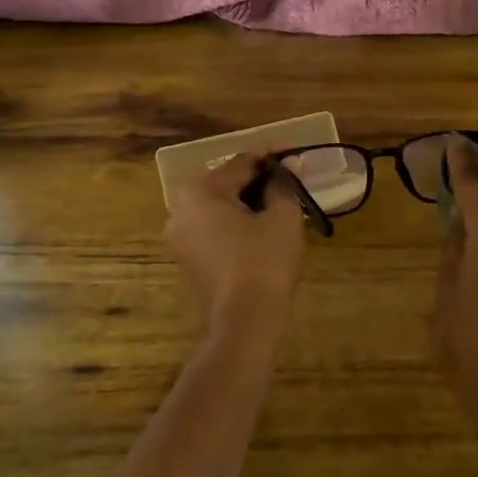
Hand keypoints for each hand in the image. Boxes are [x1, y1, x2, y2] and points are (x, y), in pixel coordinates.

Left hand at [165, 151, 305, 349]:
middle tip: (292, 177)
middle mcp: (181, 209)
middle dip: (261, 179)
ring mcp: (181, 237)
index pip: (242, 163)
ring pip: (222, 207)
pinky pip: (216, 228)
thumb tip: (289, 166)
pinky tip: (264, 225)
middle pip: (228, 183)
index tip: (296, 151)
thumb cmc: (264, 263)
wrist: (245, 324)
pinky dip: (239, 222)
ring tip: (283, 200)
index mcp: (200, 192)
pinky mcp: (189, 259)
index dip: (272, 156)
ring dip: (251, 201)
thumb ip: (284, 185)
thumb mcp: (282, 217)